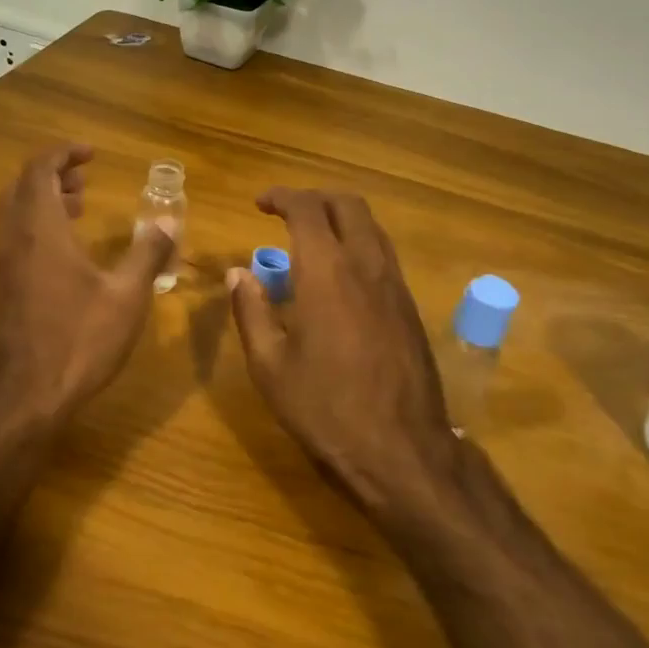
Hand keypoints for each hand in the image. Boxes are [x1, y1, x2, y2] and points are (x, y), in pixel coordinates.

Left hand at [0, 144, 174, 427]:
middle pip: (22, 186)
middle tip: (85, 180)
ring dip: (43, 200)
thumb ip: (147, 253)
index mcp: (41, 230)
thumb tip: (169, 220)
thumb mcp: (126, 296)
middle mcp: (15, 240)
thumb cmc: (79, 341)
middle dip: (52, 174)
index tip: (92, 154)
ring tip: (80, 208)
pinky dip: (36, 226)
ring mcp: (3, 266)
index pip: (40, 170)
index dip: (63, 153)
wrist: (24, 398)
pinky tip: (66, 253)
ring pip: (15, 213)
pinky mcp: (1, 289)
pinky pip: (14, 238)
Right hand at [228, 188, 459, 517]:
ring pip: (372, 227)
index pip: (307, 209)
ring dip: (340, 219)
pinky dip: (358, 245)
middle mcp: (366, 266)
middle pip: (348, 205)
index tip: (260, 203)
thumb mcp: (270, 366)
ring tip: (311, 240)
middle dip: (315, 197)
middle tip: (286, 212)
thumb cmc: (325, 409)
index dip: (282, 196)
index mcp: (327, 272)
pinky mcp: (410, 307)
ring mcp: (395, 285)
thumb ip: (251, 311)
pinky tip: (339, 278)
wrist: (401, 450)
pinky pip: (383, 255)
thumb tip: (238, 274)